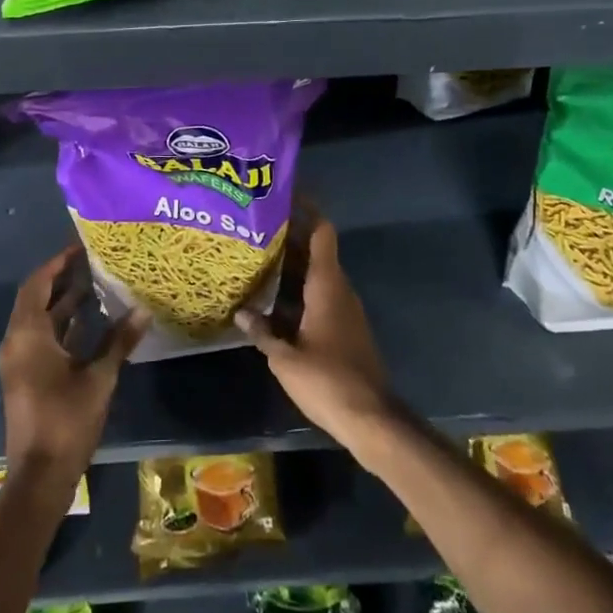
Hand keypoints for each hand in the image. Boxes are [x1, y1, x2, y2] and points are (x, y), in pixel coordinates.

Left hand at [0, 246, 147, 479]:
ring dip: (64, 302)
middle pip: (37, 298)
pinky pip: (42, 337)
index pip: (38, 284)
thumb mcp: (99, 377)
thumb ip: (119, 341)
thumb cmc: (66, 421)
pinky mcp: (27, 377)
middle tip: (92, 260)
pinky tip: (91, 321)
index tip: (81, 247)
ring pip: (40, 319)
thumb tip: (143, 310)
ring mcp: (20, 361)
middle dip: (62, 278)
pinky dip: (63, 325)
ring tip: (96, 283)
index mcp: (28, 335)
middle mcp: (17, 342)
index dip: (58, 263)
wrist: (40, 477)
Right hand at [235, 215, 393, 446]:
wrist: (371, 418)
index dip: (306, 208)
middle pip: (315, 250)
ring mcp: (344, 309)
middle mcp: (338, 289)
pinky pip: (318, 296)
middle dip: (288, 236)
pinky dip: (297, 290)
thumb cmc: (327, 381)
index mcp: (327, 285)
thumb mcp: (285, 359)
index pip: (321, 231)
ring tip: (256, 258)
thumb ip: (262, 332)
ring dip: (291, 265)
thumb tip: (240, 312)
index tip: (283, 194)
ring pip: (315, 274)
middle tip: (255, 227)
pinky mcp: (344, 328)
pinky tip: (271, 301)